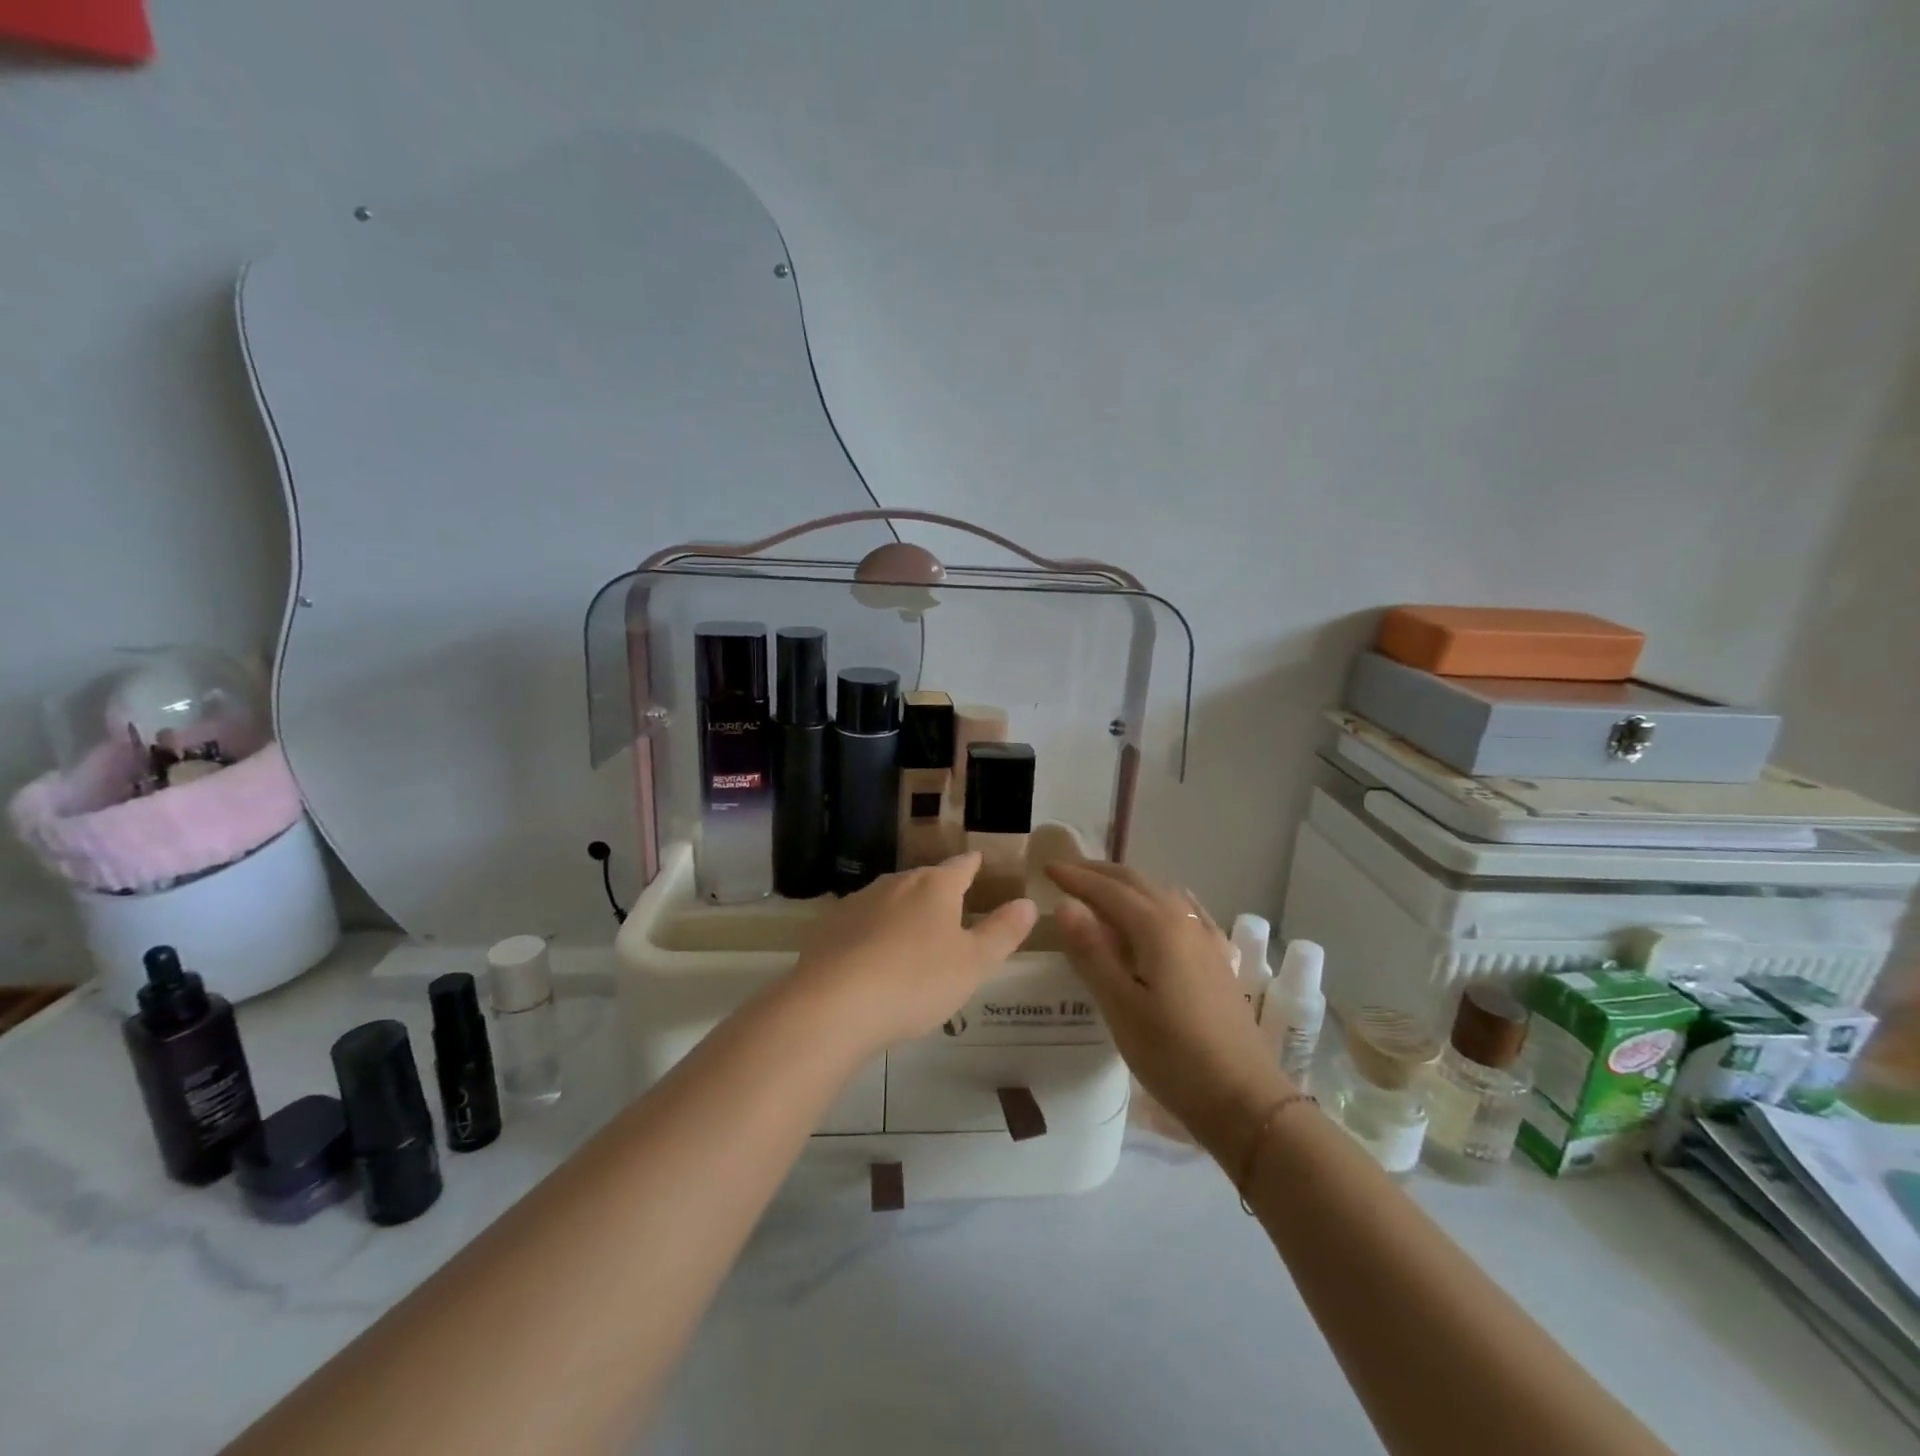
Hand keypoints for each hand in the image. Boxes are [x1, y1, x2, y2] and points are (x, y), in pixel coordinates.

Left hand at [789, 853, 1037, 1056]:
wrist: (833, 1004)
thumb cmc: (916, 980)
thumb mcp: (974, 963)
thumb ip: (1002, 932)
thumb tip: (1028, 903)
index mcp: (934, 886)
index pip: (961, 866)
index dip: (972, 865)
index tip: (978, 861)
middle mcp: (896, 883)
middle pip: (923, 880)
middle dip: (938, 891)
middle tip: (951, 910)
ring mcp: (859, 902)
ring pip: (890, 899)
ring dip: (904, 912)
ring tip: (913, 936)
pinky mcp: (830, 926)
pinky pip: (862, 922)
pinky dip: (874, 933)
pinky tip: (874, 957)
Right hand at [1048, 861, 1289, 1157]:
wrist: (1245, 1100)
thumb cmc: (1174, 1056)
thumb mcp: (1121, 1007)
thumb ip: (1092, 952)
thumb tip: (1065, 905)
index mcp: (1157, 928)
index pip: (1108, 890)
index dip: (1076, 878)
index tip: (1047, 868)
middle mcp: (1184, 922)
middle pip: (1137, 883)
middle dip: (1099, 873)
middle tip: (1066, 872)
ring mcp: (1206, 940)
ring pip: (1161, 894)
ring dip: (1127, 885)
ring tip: (1101, 890)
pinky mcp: (1218, 960)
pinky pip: (1185, 913)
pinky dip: (1160, 901)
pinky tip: (1164, 908)